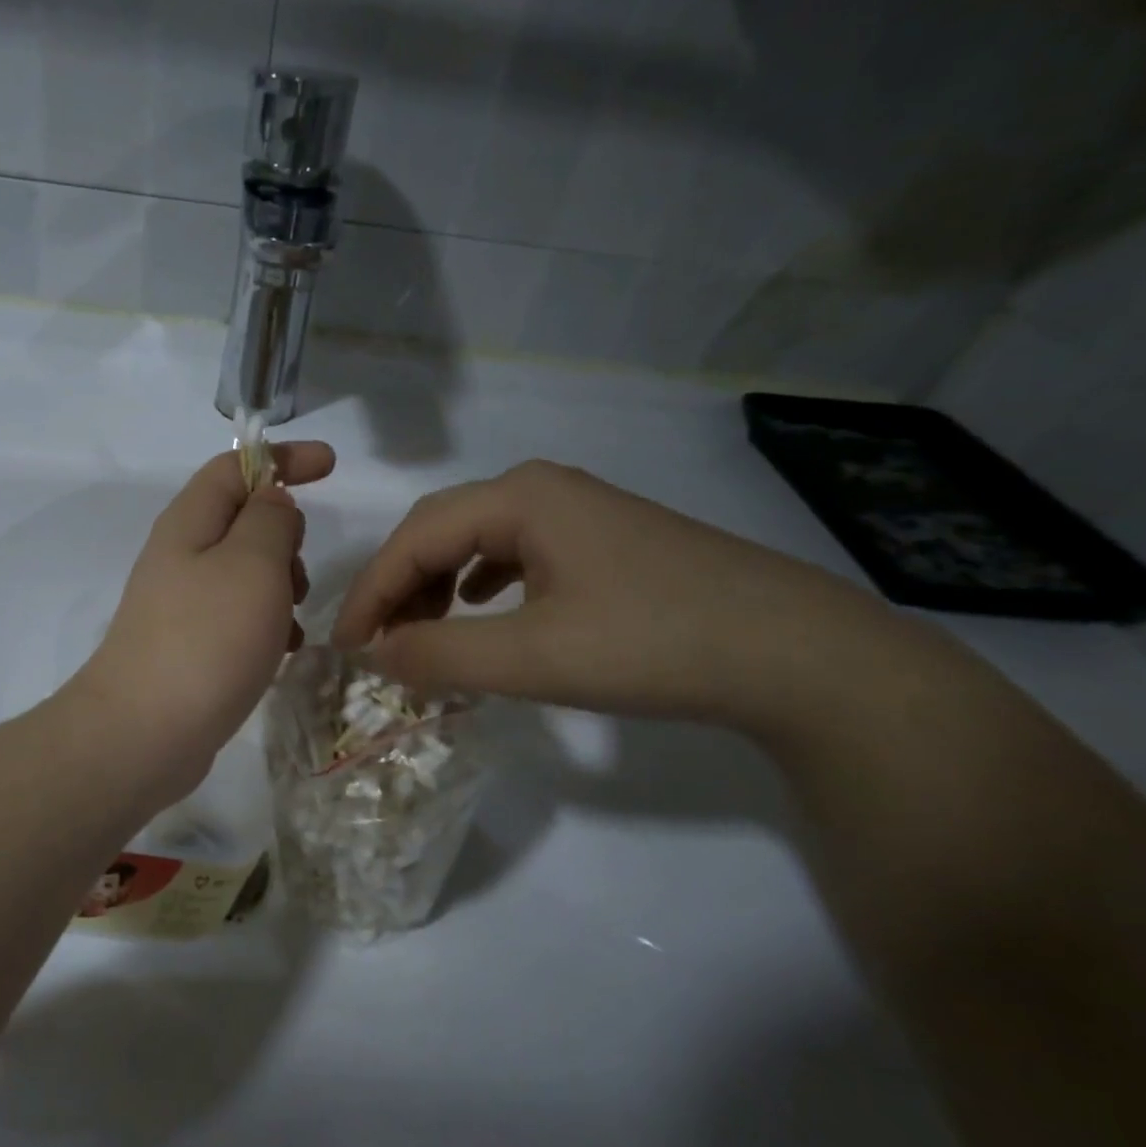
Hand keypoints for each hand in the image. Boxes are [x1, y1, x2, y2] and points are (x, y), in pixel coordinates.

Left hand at [70, 442, 335, 802]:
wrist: (144, 733)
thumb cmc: (207, 639)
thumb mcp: (252, 564)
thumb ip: (270, 520)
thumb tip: (272, 502)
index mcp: (189, 521)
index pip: (235, 466)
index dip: (283, 458)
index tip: (331, 466)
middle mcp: (180, 555)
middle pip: (242, 519)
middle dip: (285, 535)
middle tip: (299, 574)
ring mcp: (181, 602)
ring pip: (245, 571)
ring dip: (280, 585)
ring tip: (293, 620)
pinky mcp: (188, 644)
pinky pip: (237, 615)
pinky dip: (266, 622)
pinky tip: (281, 652)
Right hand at [331, 459, 894, 730]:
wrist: (801, 655)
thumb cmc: (655, 644)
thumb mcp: (533, 658)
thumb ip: (441, 655)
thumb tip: (377, 656)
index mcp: (519, 498)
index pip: (413, 539)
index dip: (370, 593)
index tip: (345, 647)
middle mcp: (542, 488)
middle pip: (439, 529)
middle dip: (398, 585)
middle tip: (378, 642)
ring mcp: (577, 511)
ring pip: (475, 539)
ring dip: (435, 583)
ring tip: (421, 631)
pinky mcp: (603, 540)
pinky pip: (514, 551)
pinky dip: (478, 581)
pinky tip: (481, 607)